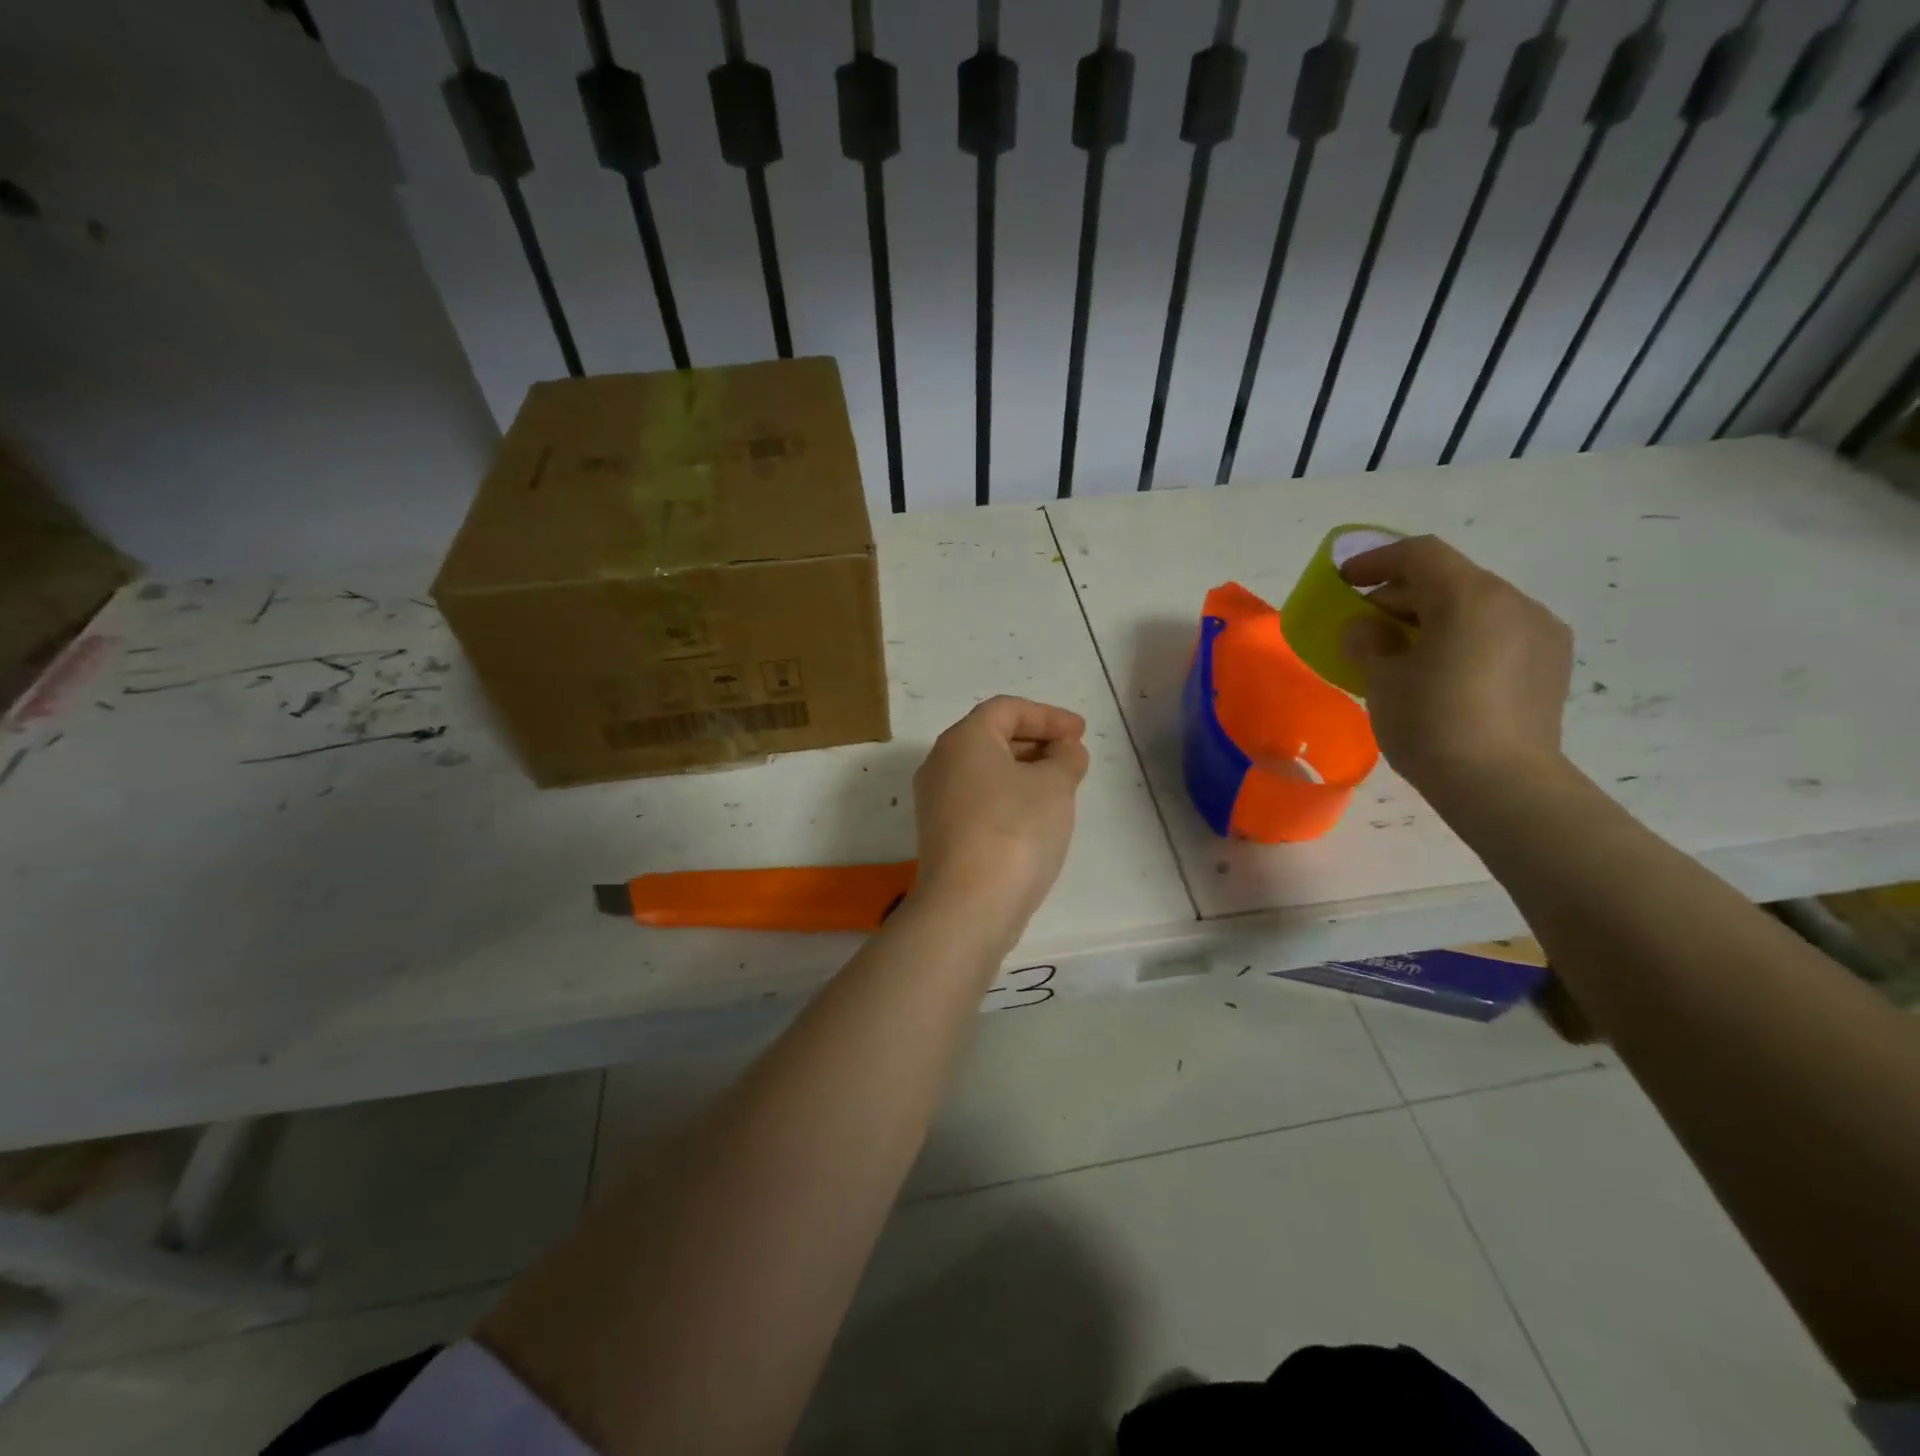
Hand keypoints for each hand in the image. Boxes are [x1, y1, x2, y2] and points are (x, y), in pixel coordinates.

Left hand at [911, 696, 1089, 937]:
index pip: (1007, 709)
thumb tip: (1065, 751)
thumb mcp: (1054, 786)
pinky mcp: (941, 834)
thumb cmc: (1014, 830)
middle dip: (1036, 742)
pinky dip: (1009, 797)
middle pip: (992, 737)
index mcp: (963, 740)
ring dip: (1024, 771)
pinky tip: (1036, 818)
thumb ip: (1066, 759)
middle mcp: (941, 763)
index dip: (1048, 715)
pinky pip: (979, 799)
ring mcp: (936, 801)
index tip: (1081, 733)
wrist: (969, 906)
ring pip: (985, 771)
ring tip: (1061, 787)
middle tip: (1073, 757)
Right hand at [1340, 535, 1573, 798]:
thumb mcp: (1382, 680)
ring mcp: (1541, 633)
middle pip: (1450, 578)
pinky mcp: (1551, 664)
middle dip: (1403, 594)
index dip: (1376, 560)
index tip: (1345, 581)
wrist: (1503, 786)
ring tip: (1402, 650)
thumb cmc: (1431, 724)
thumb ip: (1368, 642)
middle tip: (1367, 623)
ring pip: (1477, 605)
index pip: (1420, 555)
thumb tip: (1366, 628)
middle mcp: (1514, 603)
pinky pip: (1498, 632)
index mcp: (1471, 597)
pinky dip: (1463, 636)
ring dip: (1434, 616)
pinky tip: (1441, 670)